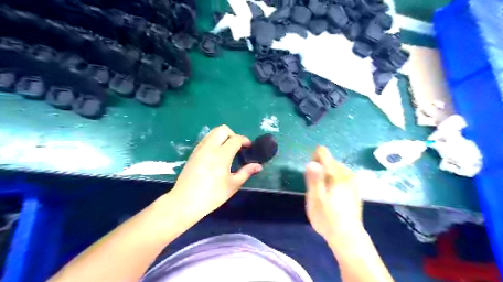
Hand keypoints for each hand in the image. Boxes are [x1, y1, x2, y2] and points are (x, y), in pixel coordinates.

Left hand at [169, 124, 263, 220]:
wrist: (184, 202)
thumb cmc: (212, 195)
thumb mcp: (233, 185)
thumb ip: (246, 172)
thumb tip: (258, 166)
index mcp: (221, 155)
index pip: (236, 139)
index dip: (245, 140)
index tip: (249, 147)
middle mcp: (209, 147)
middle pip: (222, 129)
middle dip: (233, 134)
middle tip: (238, 147)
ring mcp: (199, 149)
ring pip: (212, 132)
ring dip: (223, 137)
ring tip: (227, 150)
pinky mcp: (193, 153)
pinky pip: (206, 140)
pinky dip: (214, 141)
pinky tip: (216, 155)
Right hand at [302, 147, 361, 241]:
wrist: (348, 237)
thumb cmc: (327, 217)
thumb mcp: (315, 198)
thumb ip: (313, 178)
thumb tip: (311, 162)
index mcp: (336, 173)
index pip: (323, 152)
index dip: (314, 158)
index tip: (311, 174)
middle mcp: (346, 173)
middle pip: (330, 160)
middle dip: (320, 169)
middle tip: (316, 187)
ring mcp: (353, 181)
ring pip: (336, 168)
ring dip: (327, 175)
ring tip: (323, 192)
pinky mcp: (355, 189)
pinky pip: (342, 176)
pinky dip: (335, 180)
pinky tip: (333, 195)